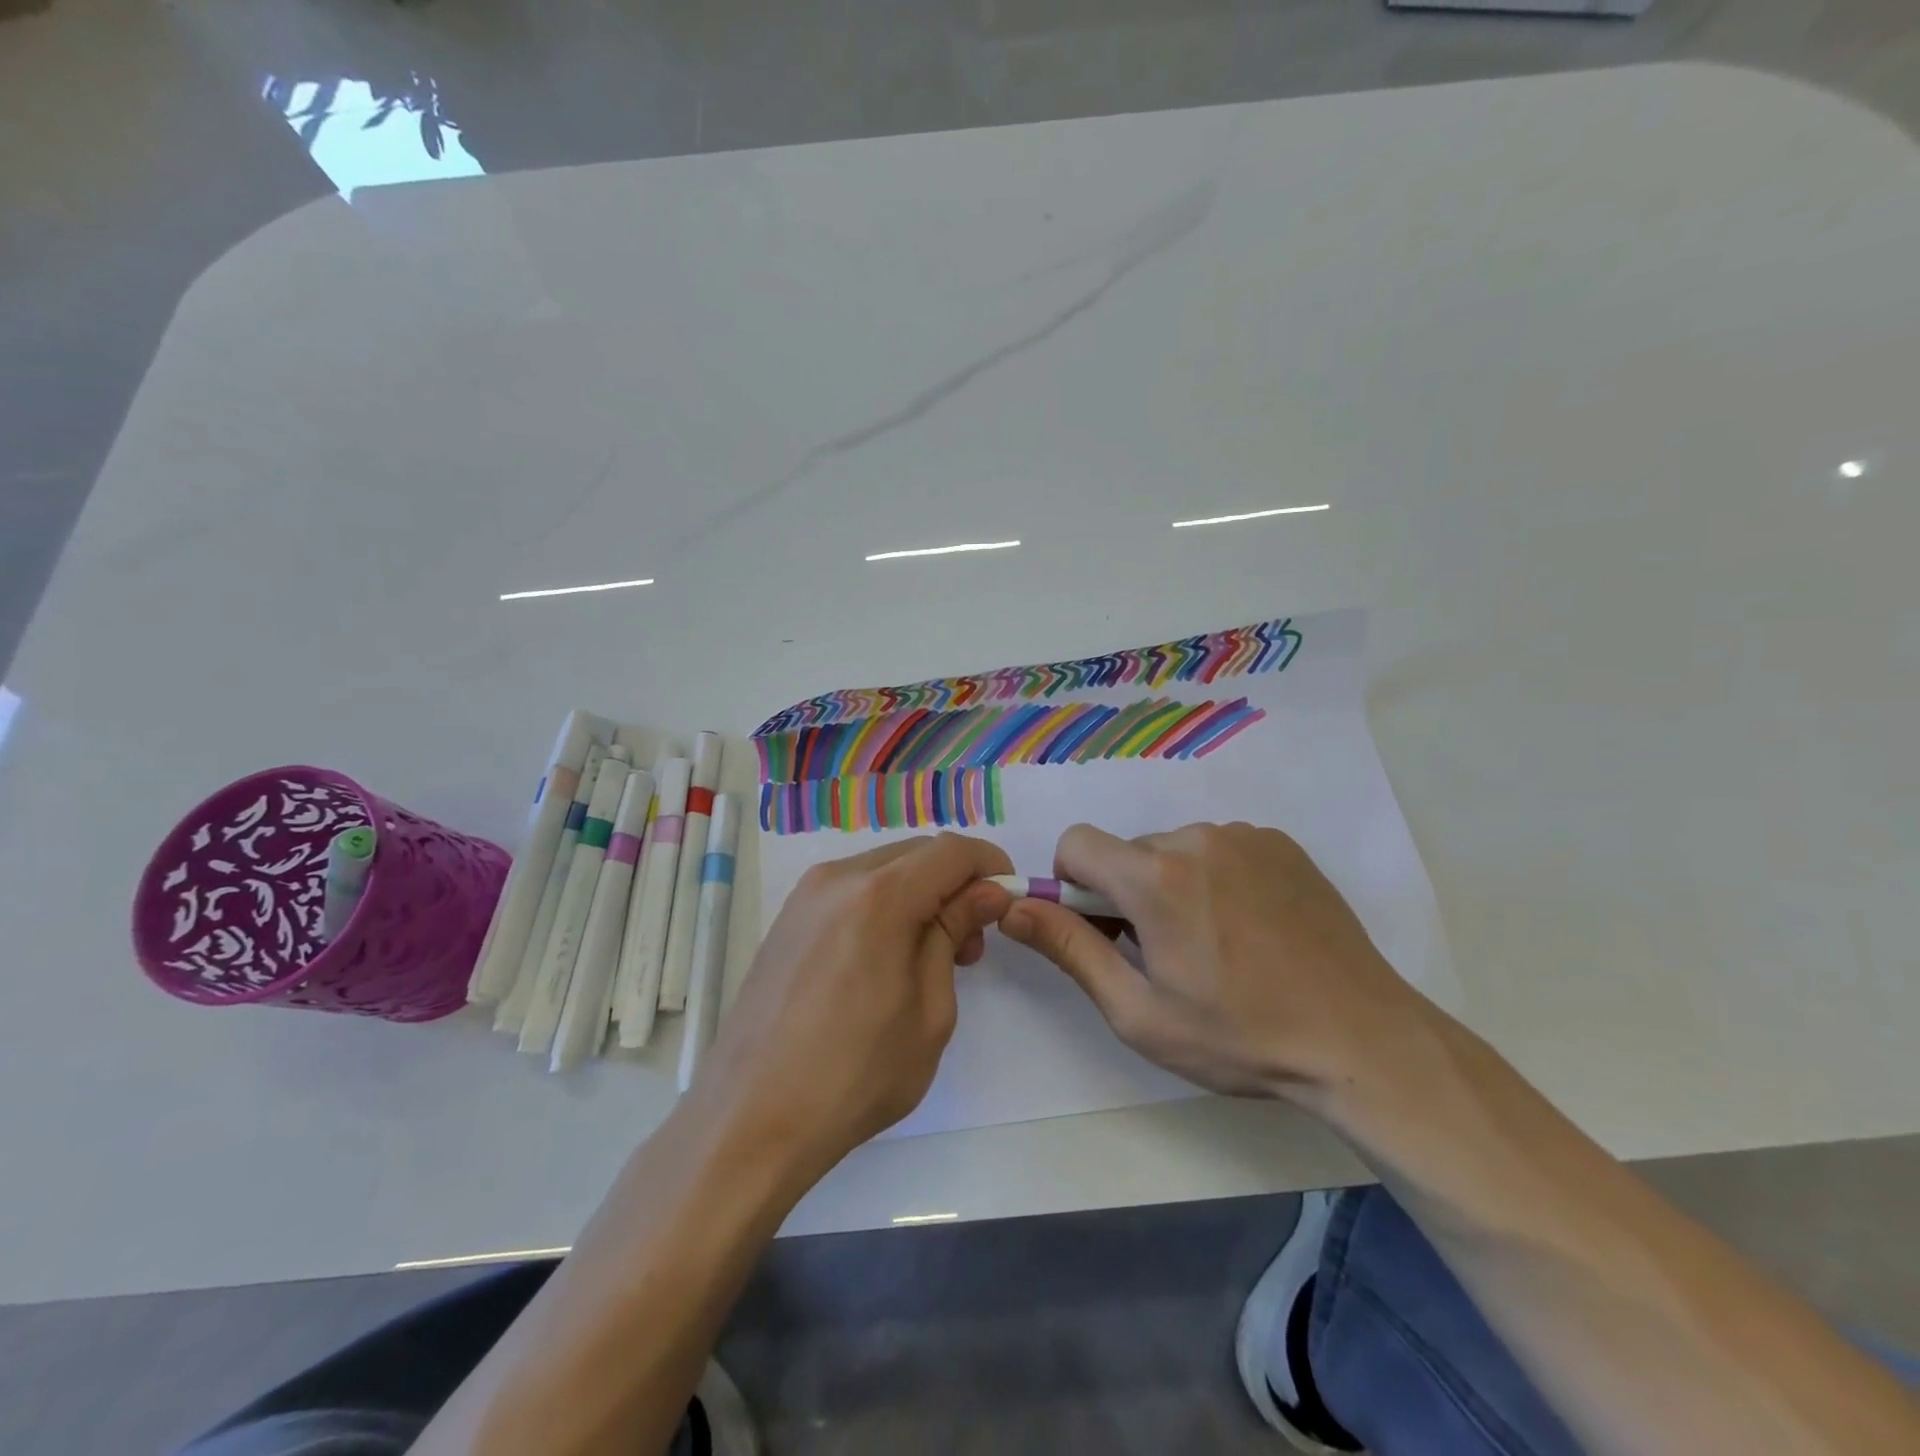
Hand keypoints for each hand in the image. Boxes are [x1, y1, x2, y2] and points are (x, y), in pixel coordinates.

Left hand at [693, 833, 1012, 1181]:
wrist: (751, 1119)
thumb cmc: (855, 1075)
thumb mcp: (930, 1011)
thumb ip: (954, 934)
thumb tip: (985, 893)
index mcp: (879, 896)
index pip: (952, 851)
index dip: (990, 866)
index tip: (1008, 901)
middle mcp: (838, 878)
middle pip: (917, 853)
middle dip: (956, 883)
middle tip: (971, 943)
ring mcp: (806, 896)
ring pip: (884, 870)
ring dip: (920, 894)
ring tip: (932, 956)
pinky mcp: (788, 919)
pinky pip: (852, 890)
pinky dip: (885, 905)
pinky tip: (887, 957)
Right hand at [999, 822, 1430, 1104]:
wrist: (1361, 1040)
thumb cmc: (1240, 1036)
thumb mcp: (1139, 1012)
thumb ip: (1070, 950)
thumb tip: (1012, 908)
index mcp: (1155, 877)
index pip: (1076, 843)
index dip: (1071, 885)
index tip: (1101, 929)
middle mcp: (1196, 838)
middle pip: (1128, 851)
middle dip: (1127, 893)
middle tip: (1164, 954)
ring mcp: (1244, 836)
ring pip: (1174, 849)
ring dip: (1173, 886)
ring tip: (1215, 946)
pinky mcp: (1280, 844)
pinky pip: (1220, 848)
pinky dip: (1216, 878)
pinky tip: (1251, 928)